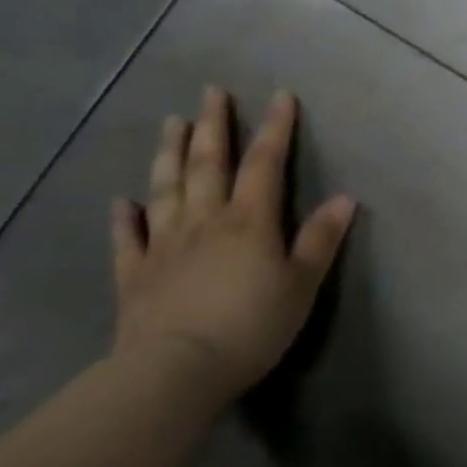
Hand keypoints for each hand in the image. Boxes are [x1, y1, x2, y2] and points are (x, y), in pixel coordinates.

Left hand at [110, 87, 355, 401]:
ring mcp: (164, 246)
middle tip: (210, 92)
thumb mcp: (302, 284)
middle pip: (207, 164)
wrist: (174, 374)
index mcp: (249, 220)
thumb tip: (346, 197)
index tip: (279, 96)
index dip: (275, 128)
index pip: (265, 163)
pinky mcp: (135, 277)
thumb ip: (321, 239)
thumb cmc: (251, 326)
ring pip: (166, 189)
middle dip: (212, 125)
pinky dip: (123, 218)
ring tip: (172, 123)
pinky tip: (121, 202)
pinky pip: (127, 240)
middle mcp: (205, 221)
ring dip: (169, 153)